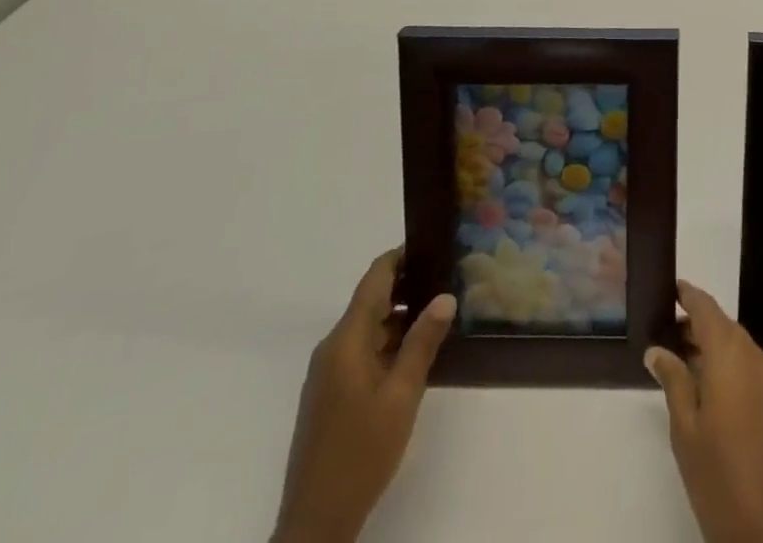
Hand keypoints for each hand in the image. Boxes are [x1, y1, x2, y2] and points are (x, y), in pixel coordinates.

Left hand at [271, 249, 455, 542]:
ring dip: (399, 318)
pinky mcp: (328, 395)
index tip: (434, 247)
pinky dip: (387, 343)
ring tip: (438, 316)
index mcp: (346, 339)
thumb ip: (423, 342)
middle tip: (447, 281)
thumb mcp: (402, 396)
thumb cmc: (362, 452)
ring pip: (367, 328)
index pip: (375, 278)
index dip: (402, 257)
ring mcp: (327, 373)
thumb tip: (445, 296)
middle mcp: (332, 347)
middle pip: (371, 300)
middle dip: (407, 287)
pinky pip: (360, 351)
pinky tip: (414, 356)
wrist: (315, 524)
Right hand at [645, 280, 762, 542]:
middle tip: (670, 333)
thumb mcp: (686, 431)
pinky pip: (754, 372)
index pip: (708, 309)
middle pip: (726, 328)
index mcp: (732, 356)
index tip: (672, 289)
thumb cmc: (720, 481)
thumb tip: (657, 350)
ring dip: (716, 349)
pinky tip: (713, 392)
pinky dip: (733, 369)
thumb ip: (673, 382)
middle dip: (699, 325)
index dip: (689, 296)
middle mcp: (758, 359)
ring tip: (686, 363)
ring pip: (741, 350)